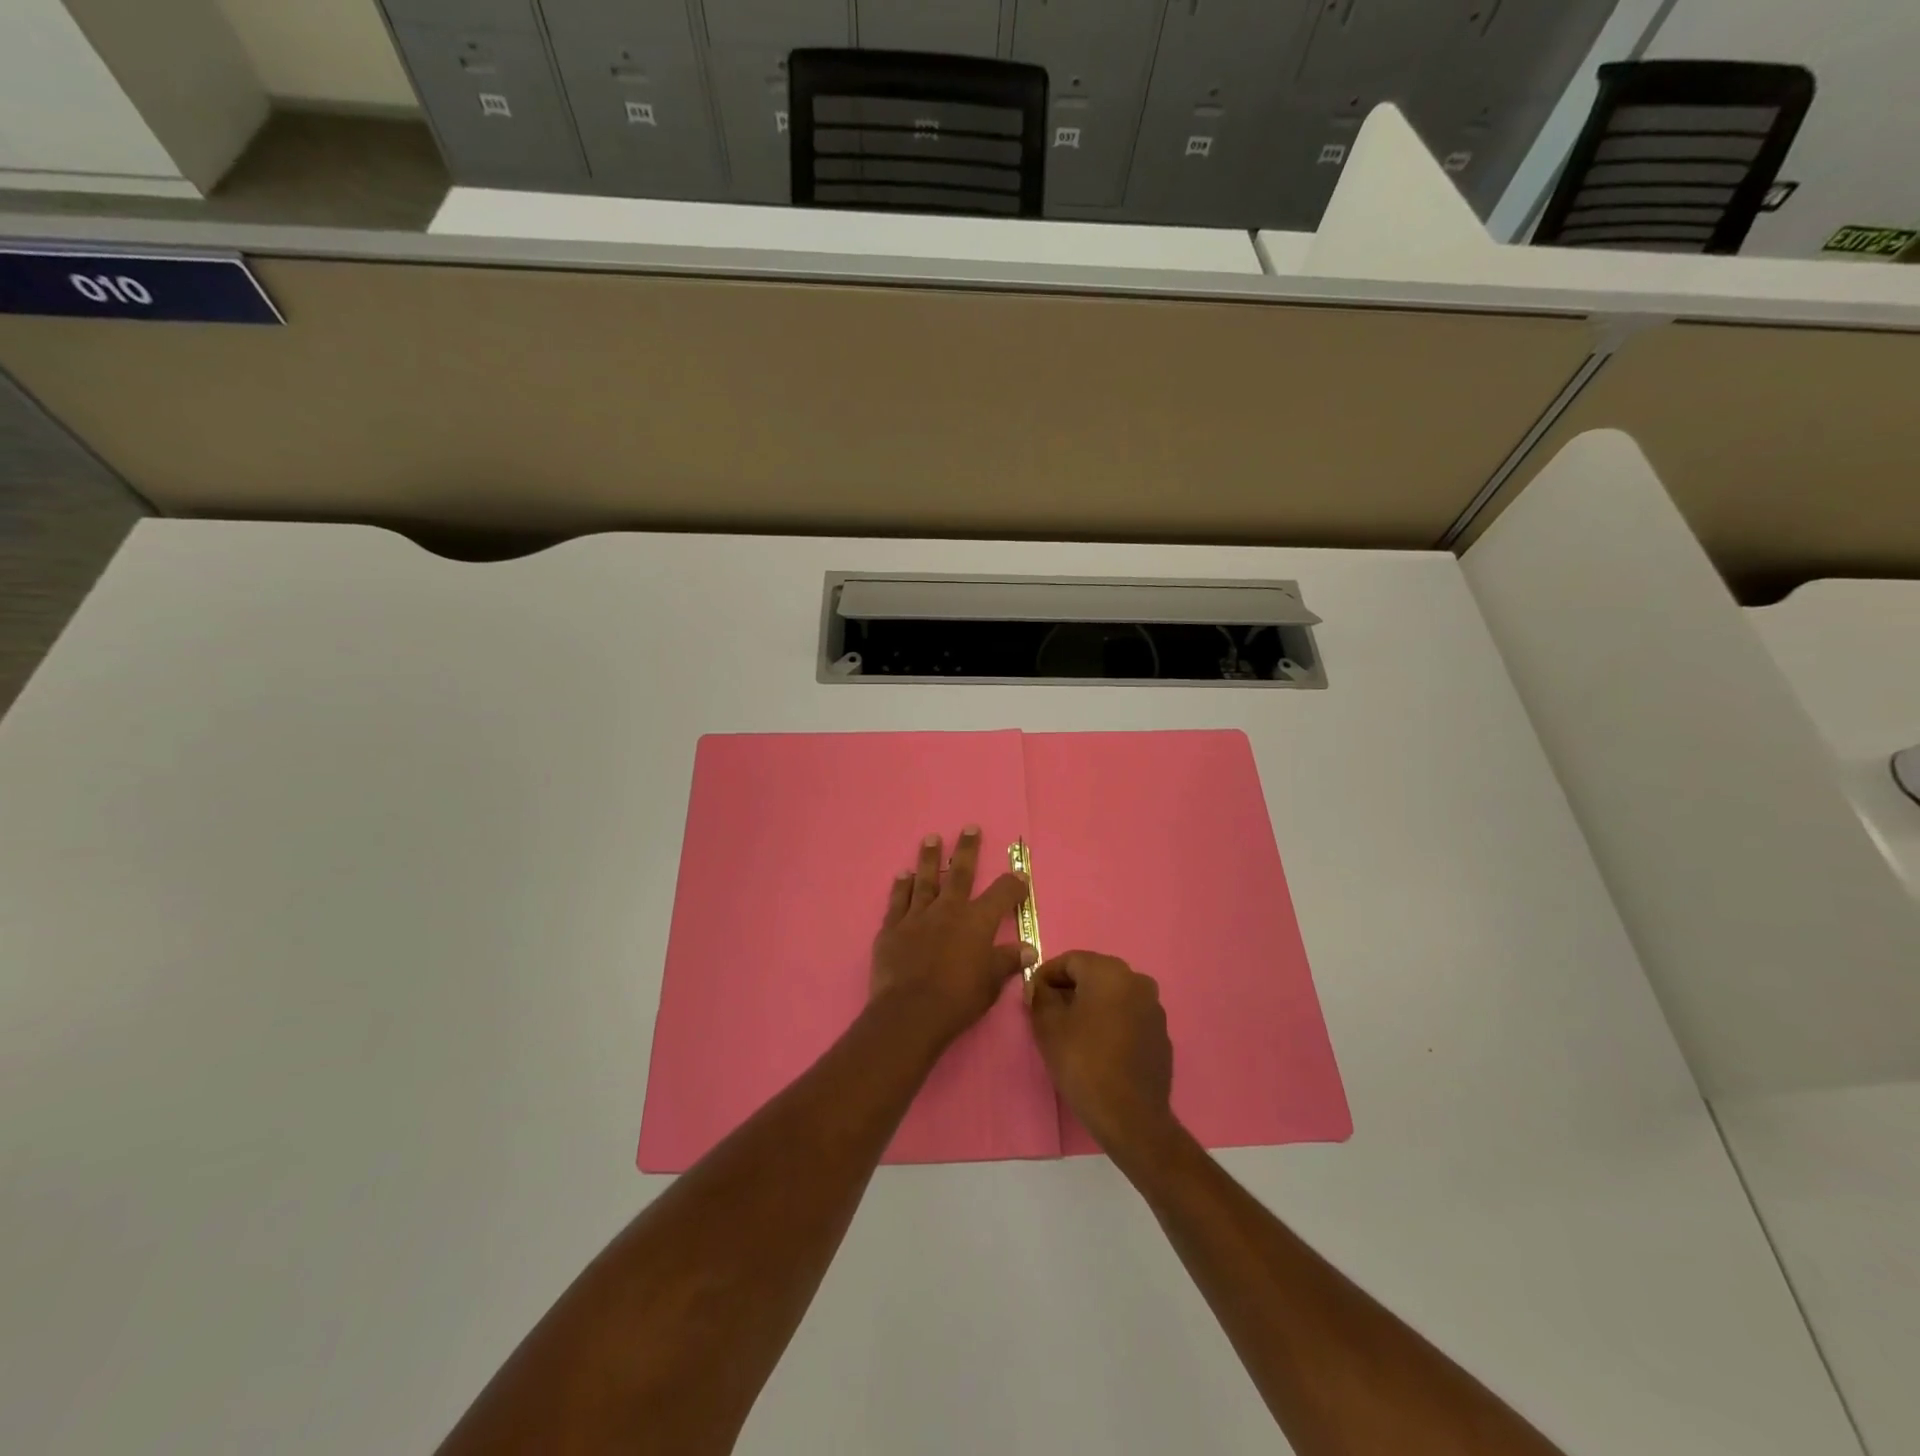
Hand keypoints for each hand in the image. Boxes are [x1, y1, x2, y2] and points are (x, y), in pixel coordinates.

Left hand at [870, 828, 1034, 1047]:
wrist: (910, 1011)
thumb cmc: (958, 999)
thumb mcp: (991, 983)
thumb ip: (1007, 961)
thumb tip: (1029, 948)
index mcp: (977, 921)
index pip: (1002, 893)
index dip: (1013, 884)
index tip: (1020, 876)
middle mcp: (948, 909)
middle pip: (961, 873)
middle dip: (967, 849)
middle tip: (969, 827)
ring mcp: (917, 916)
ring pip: (925, 879)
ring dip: (930, 858)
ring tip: (931, 838)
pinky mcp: (892, 928)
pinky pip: (898, 900)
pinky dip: (901, 886)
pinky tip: (902, 874)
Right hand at [1027, 952, 1176, 1158]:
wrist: (1130, 1116)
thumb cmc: (1083, 1062)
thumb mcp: (1048, 1026)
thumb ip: (1040, 996)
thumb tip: (1040, 987)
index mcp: (1109, 971)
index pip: (1070, 960)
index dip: (1046, 975)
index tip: (1032, 995)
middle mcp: (1136, 980)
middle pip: (1093, 974)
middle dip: (1069, 988)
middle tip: (1048, 1012)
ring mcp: (1154, 1007)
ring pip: (1113, 995)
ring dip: (1091, 1004)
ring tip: (1072, 1030)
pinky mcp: (1161, 1033)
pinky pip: (1129, 1015)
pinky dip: (1111, 1021)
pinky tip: (1098, 1046)